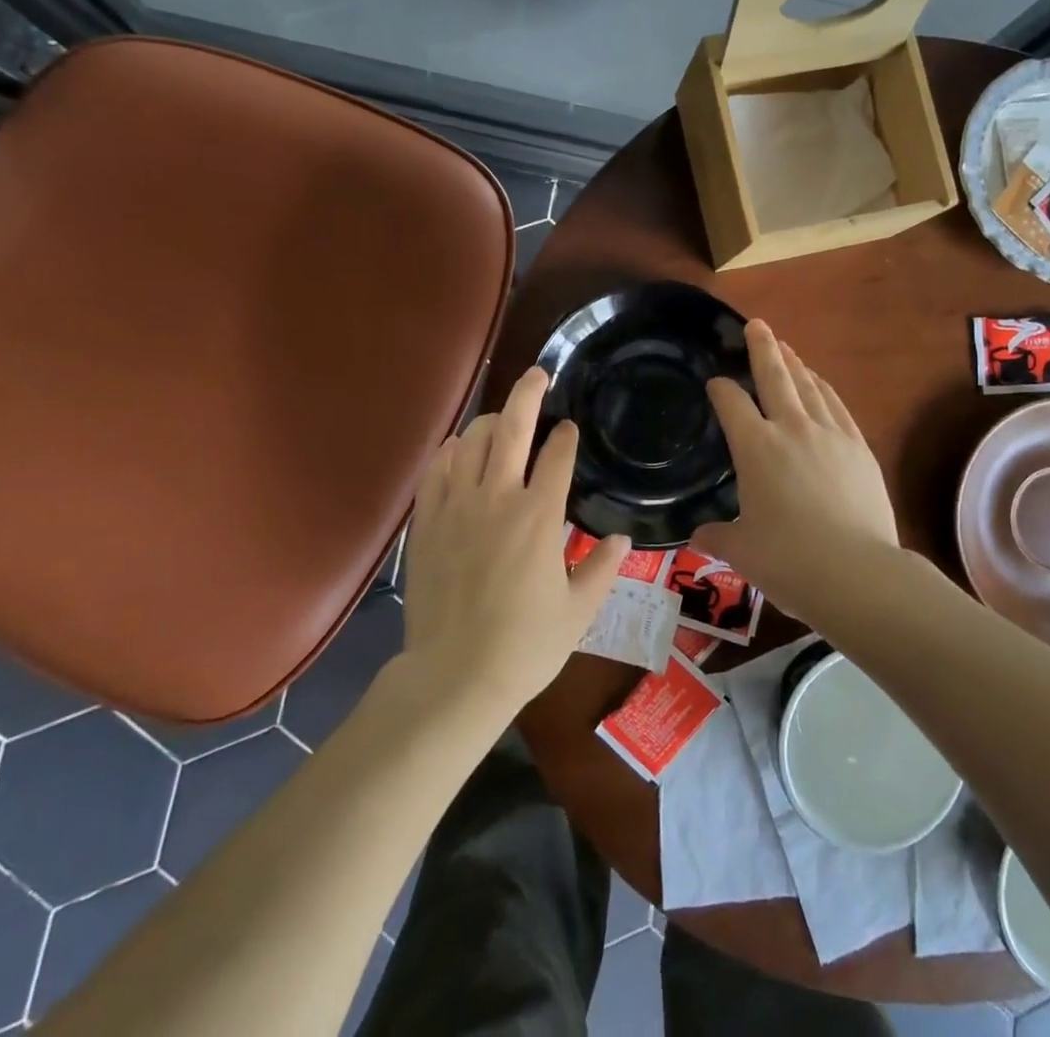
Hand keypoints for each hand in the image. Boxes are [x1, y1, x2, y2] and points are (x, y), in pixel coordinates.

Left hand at [401, 366, 627, 714]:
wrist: (455, 675)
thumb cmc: (526, 645)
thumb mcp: (579, 610)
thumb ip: (603, 568)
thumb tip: (623, 538)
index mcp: (540, 516)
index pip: (557, 456)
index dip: (566, 436)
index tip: (570, 428)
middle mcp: (498, 497)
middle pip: (512, 427)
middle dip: (528, 394)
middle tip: (537, 374)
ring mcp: (457, 506)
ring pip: (471, 441)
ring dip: (489, 421)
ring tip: (500, 418)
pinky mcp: (426, 521)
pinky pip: (436, 470)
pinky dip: (450, 451)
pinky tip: (458, 449)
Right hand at [694, 321, 903, 622]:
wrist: (856, 573)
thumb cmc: (787, 561)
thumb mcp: (741, 551)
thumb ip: (717, 536)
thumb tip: (698, 535)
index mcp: (755, 448)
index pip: (731, 404)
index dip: (720, 389)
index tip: (715, 384)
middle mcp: (790, 429)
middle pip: (774, 376)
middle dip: (761, 348)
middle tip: (755, 324)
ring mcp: (829, 434)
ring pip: (809, 386)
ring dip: (795, 364)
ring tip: (786, 349)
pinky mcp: (858, 447)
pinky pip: (837, 406)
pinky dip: (825, 389)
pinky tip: (821, 384)